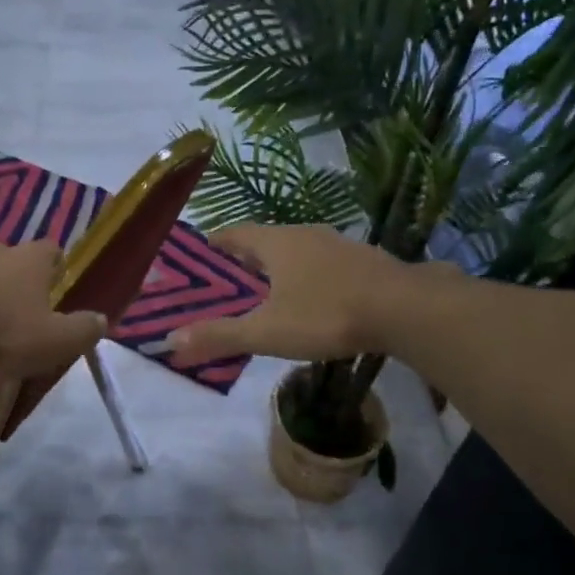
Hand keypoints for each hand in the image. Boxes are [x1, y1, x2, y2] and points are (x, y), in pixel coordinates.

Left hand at [0, 238, 104, 378]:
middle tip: (14, 312)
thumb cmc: (0, 335)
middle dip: (12, 279)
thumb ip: (83, 330)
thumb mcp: (55, 342)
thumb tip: (101, 320)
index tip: (55, 287)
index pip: (50, 249)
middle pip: (7, 258)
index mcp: (27, 261)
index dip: (55, 267)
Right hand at [169, 225, 423, 366]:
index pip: (235, 234)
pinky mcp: (364, 260)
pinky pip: (325, 262)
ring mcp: (339, 244)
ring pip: (298, 250)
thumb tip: (170, 341)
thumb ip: (220, 335)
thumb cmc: (325, 314)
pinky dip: (310, 275)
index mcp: (276, 243)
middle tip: (232, 279)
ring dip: (281, 265)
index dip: (216, 243)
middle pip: (266, 239)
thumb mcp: (266, 331)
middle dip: (247, 257)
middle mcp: (305, 234)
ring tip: (270, 289)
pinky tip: (315, 297)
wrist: (404, 309)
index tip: (202, 254)